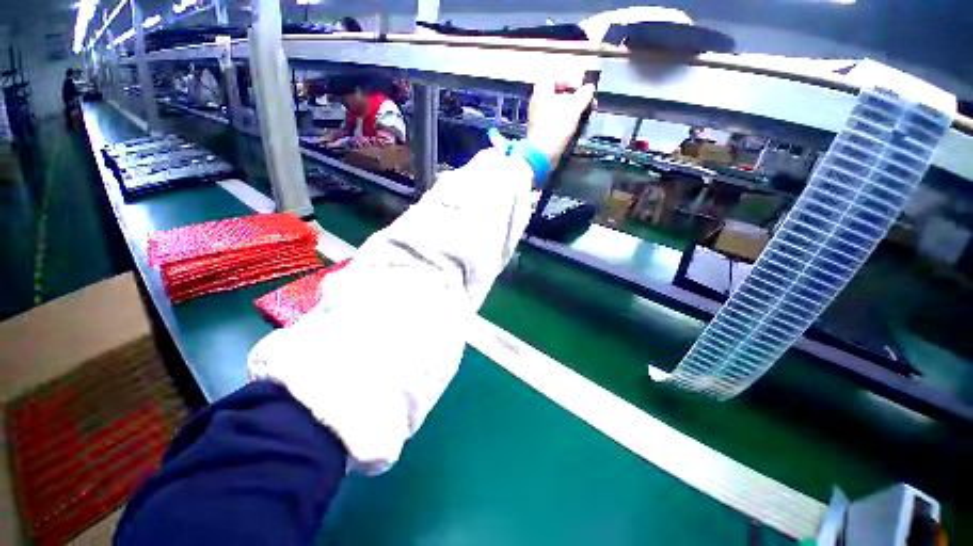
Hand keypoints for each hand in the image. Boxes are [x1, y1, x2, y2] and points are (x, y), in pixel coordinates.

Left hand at [526, 81, 595, 165]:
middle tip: (584, 102)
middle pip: (556, 94)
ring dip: (571, 111)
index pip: (553, 77)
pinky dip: (565, 122)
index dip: (567, 79)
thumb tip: (590, 88)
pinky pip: (555, 122)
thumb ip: (584, 95)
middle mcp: (537, 104)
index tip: (578, 86)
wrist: (542, 155)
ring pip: (557, 109)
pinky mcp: (541, 133)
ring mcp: (538, 119)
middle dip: (573, 97)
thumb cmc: (555, 128)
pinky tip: (573, 127)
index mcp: (541, 92)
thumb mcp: (574, 107)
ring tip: (582, 115)